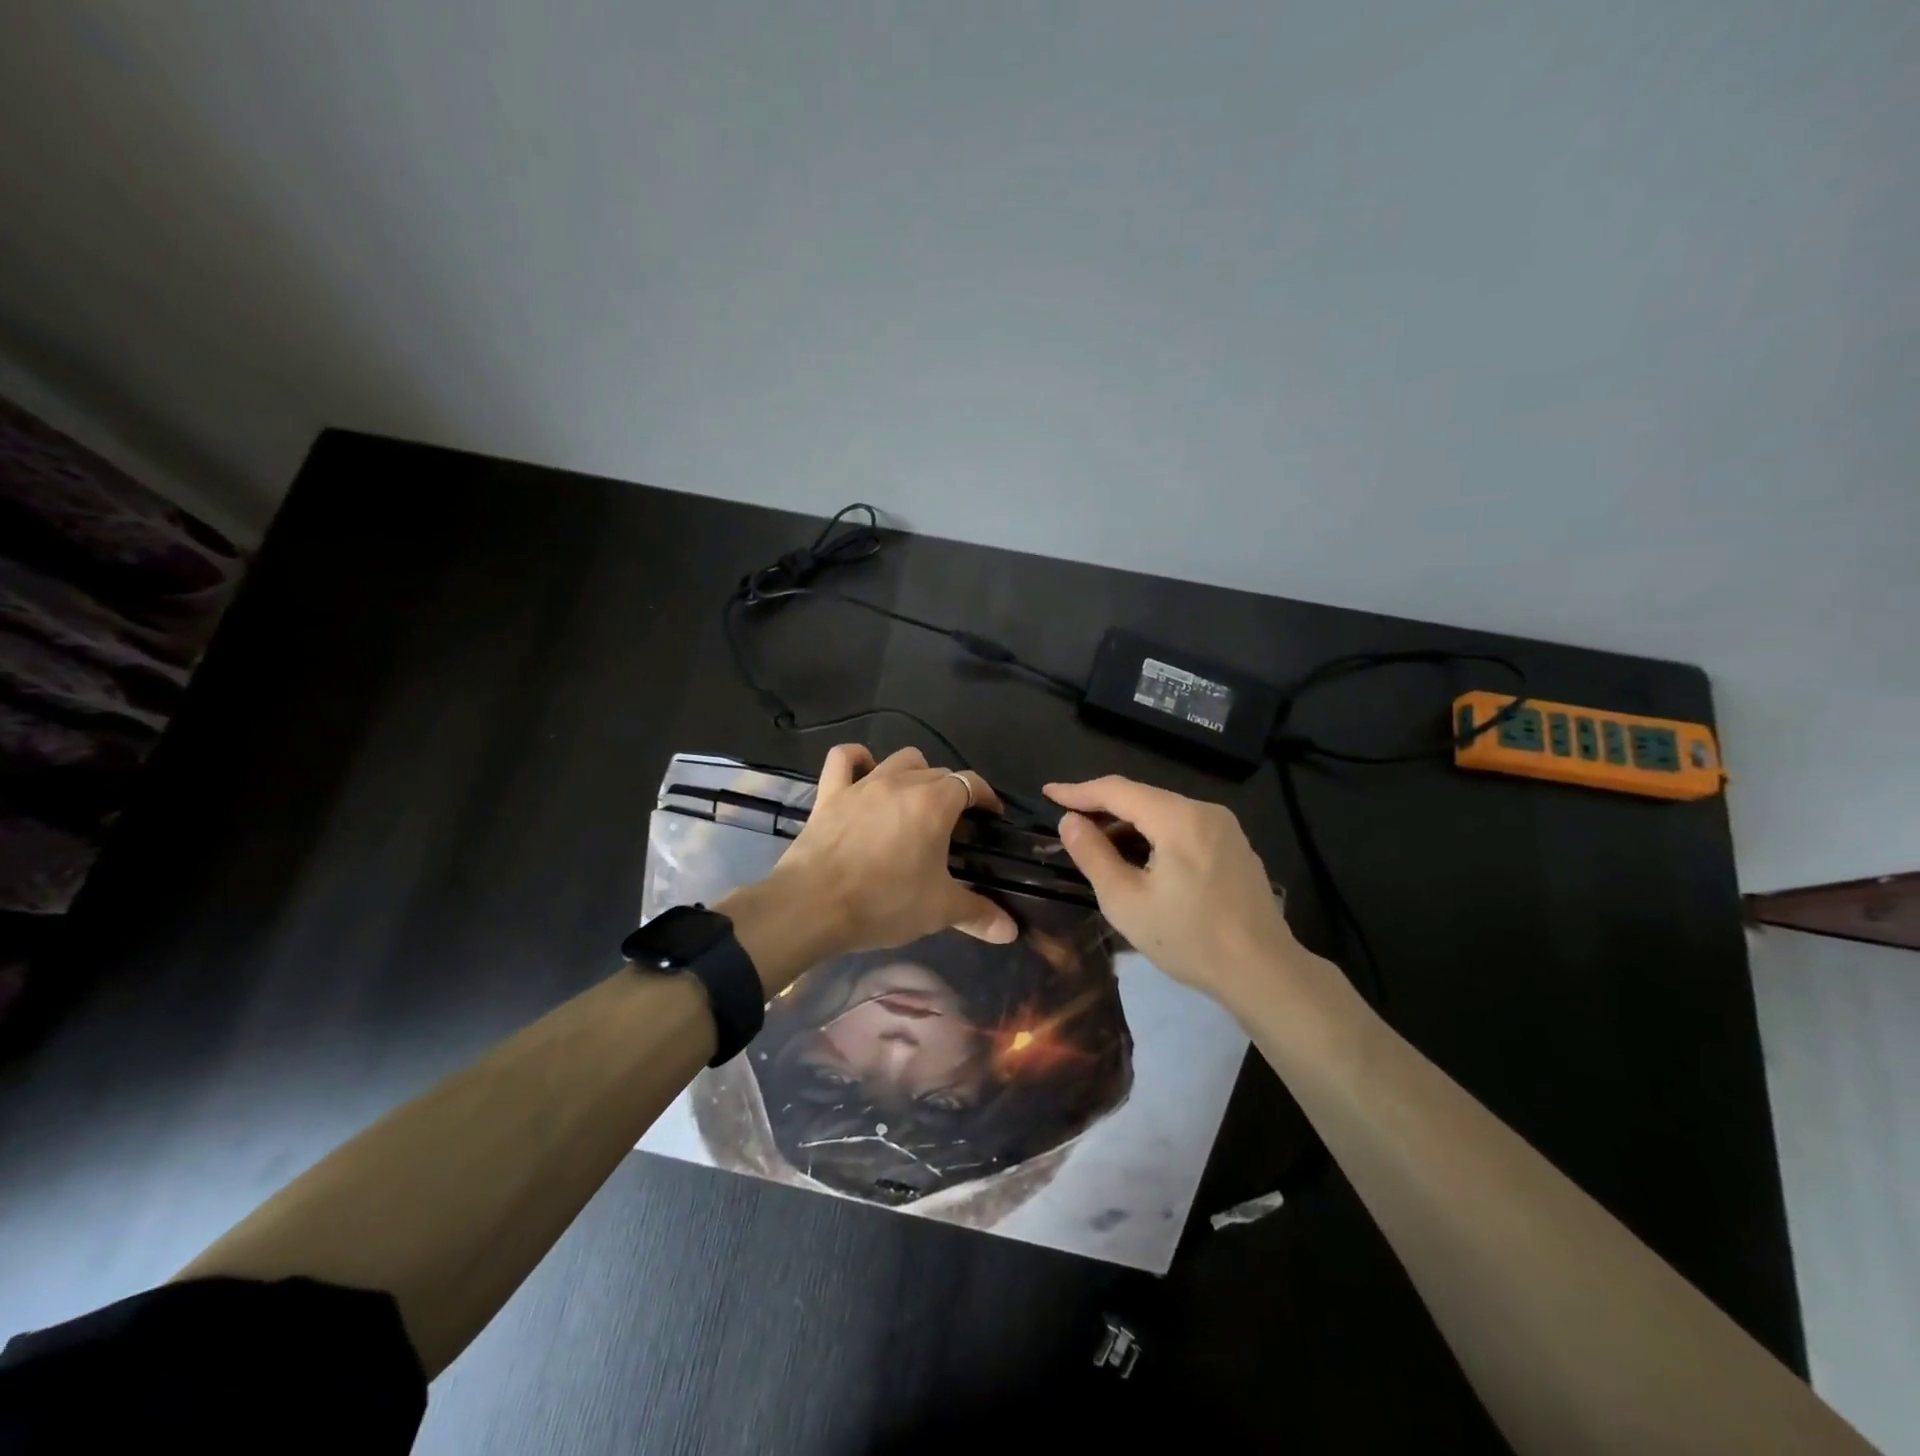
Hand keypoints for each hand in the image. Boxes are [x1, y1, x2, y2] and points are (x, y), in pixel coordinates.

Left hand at [767, 745, 1018, 957]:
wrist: (812, 906)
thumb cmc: (883, 903)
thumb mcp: (937, 911)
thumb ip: (978, 914)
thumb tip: (1011, 931)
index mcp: (934, 804)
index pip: (970, 783)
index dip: (985, 796)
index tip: (991, 816)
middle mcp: (901, 783)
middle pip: (937, 772)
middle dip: (952, 792)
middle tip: (953, 826)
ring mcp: (862, 785)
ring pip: (899, 760)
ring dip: (914, 773)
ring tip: (915, 800)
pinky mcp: (830, 794)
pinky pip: (843, 758)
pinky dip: (857, 758)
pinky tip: (865, 769)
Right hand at [1044, 775, 1313, 1005]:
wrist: (1264, 972)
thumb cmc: (1189, 939)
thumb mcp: (1126, 901)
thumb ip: (1093, 855)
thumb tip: (1069, 821)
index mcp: (1178, 818)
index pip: (1117, 790)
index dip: (1078, 791)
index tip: (1048, 794)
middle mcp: (1205, 811)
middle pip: (1142, 797)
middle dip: (1102, 808)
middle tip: (1069, 825)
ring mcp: (1225, 827)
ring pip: (1163, 812)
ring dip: (1128, 824)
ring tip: (1098, 845)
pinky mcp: (1234, 846)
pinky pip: (1184, 827)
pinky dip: (1154, 834)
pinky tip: (1140, 858)